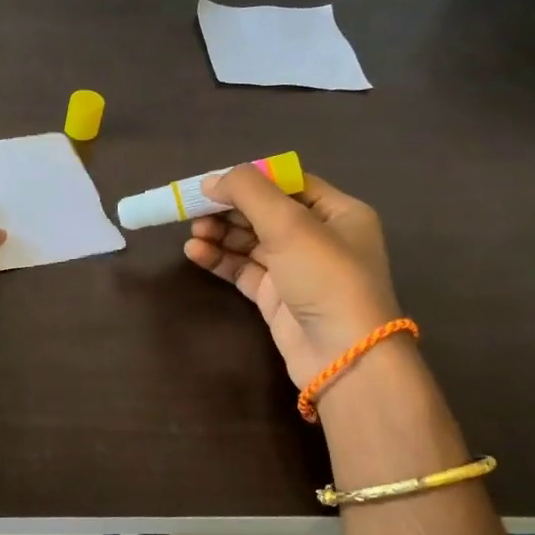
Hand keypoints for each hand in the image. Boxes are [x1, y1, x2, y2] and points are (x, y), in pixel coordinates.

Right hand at [184, 169, 401, 386]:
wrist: (341, 354)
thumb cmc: (325, 278)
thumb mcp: (290, 225)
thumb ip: (250, 193)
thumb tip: (211, 180)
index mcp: (339, 212)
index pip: (289, 184)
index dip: (251, 180)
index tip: (213, 182)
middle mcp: (320, 238)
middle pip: (266, 212)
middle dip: (230, 209)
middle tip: (194, 209)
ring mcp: (296, 269)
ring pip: (251, 241)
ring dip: (221, 234)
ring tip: (193, 232)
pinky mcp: (276, 296)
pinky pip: (243, 269)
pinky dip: (219, 259)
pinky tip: (195, 252)